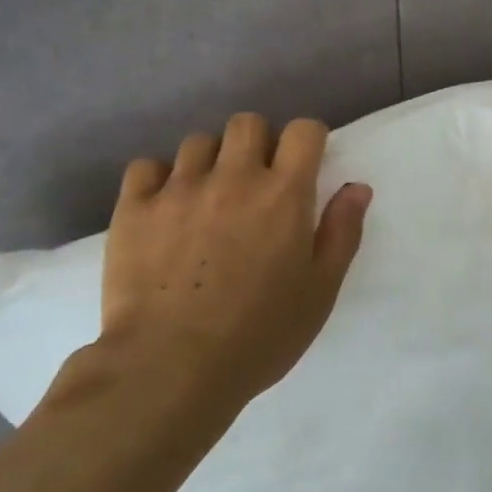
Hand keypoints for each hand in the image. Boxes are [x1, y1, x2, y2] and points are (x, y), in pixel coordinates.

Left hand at [89, 113, 371, 427]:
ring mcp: (179, 189)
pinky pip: (146, 167)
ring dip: (211, 161)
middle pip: (247, 123)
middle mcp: (233, 177)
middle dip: (258, 143)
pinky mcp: (134, 208)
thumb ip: (342, 232)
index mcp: (283, 194)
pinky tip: (165, 208)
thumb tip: (357, 187)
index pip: (303, 130)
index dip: (308, 141)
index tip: (304, 165)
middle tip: (256, 182)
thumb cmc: (259, 334)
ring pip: (198, 142)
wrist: (169, 367)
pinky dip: (159, 179)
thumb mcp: (320, 290)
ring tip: (208, 198)